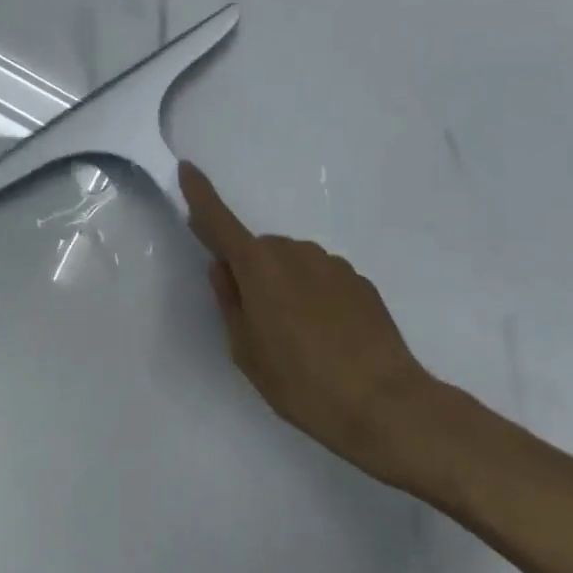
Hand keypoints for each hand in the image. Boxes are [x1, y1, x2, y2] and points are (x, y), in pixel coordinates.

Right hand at [181, 160, 470, 492]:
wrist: (384, 403)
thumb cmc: (301, 382)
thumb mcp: (246, 351)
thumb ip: (230, 303)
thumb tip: (223, 268)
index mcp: (259, 267)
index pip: (220, 222)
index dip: (200, 195)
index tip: (187, 169)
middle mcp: (295, 253)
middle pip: (260, 251)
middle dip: (252, 273)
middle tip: (259, 323)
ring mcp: (333, 264)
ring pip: (293, 264)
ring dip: (286, 286)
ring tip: (299, 338)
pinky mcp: (361, 282)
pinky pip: (323, 279)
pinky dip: (315, 297)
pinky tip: (329, 338)